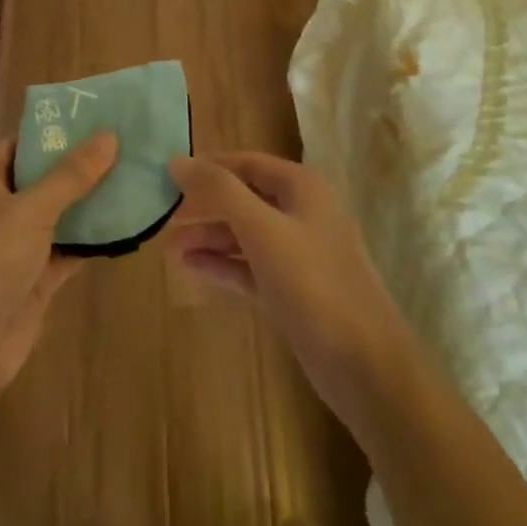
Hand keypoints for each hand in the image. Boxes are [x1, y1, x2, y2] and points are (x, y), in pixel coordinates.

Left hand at [0, 132, 117, 406]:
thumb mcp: (30, 210)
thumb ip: (71, 174)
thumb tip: (108, 135)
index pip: (21, 143)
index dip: (56, 131)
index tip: (99, 118)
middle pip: (42, 177)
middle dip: (81, 166)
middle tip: (128, 145)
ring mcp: (13, 244)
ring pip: (58, 214)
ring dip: (91, 202)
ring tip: (136, 177)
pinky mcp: (33, 277)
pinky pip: (67, 248)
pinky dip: (92, 239)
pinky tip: (128, 223)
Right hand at [165, 152, 415, 424]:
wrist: (364, 364)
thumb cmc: (312, 283)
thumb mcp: (261, 229)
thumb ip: (219, 191)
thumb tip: (177, 161)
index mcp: (302, 188)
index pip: (246, 163)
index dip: (208, 166)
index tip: (167, 175)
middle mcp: (302, 213)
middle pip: (244, 198)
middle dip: (204, 206)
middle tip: (162, 215)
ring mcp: (300, 253)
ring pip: (246, 234)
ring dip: (209, 237)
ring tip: (168, 247)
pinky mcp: (294, 290)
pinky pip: (251, 266)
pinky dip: (223, 264)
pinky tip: (191, 268)